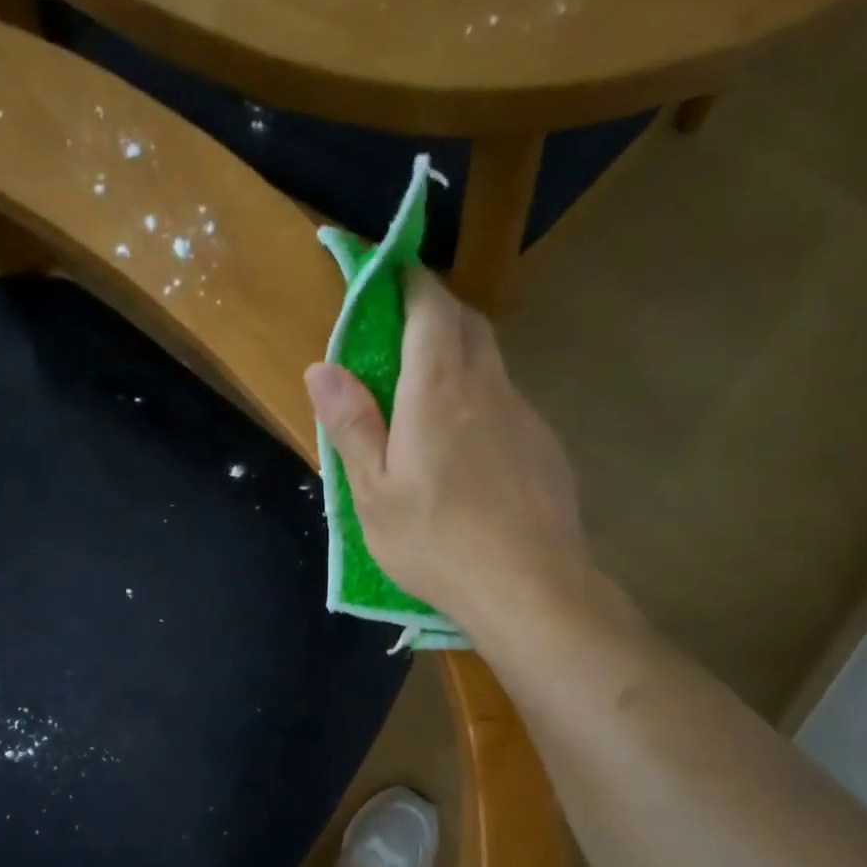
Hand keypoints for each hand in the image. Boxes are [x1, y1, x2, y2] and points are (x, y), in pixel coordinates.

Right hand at [304, 269, 585, 639]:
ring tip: (429, 397)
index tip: (389, 278)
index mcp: (438, 391)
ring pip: (492, 364)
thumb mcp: (373, 493)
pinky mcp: (545, 447)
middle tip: (403, 333)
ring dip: (460, 358)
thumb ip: (351, 425)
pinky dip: (483, 402)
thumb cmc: (436, 542)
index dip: (411, 283)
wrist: (530, 588)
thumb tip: (321, 367)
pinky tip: (469, 451)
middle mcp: (488, 388)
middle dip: (436, 312)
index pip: (431, 307)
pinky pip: (508, 404)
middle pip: (468, 324)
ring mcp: (524, 416)